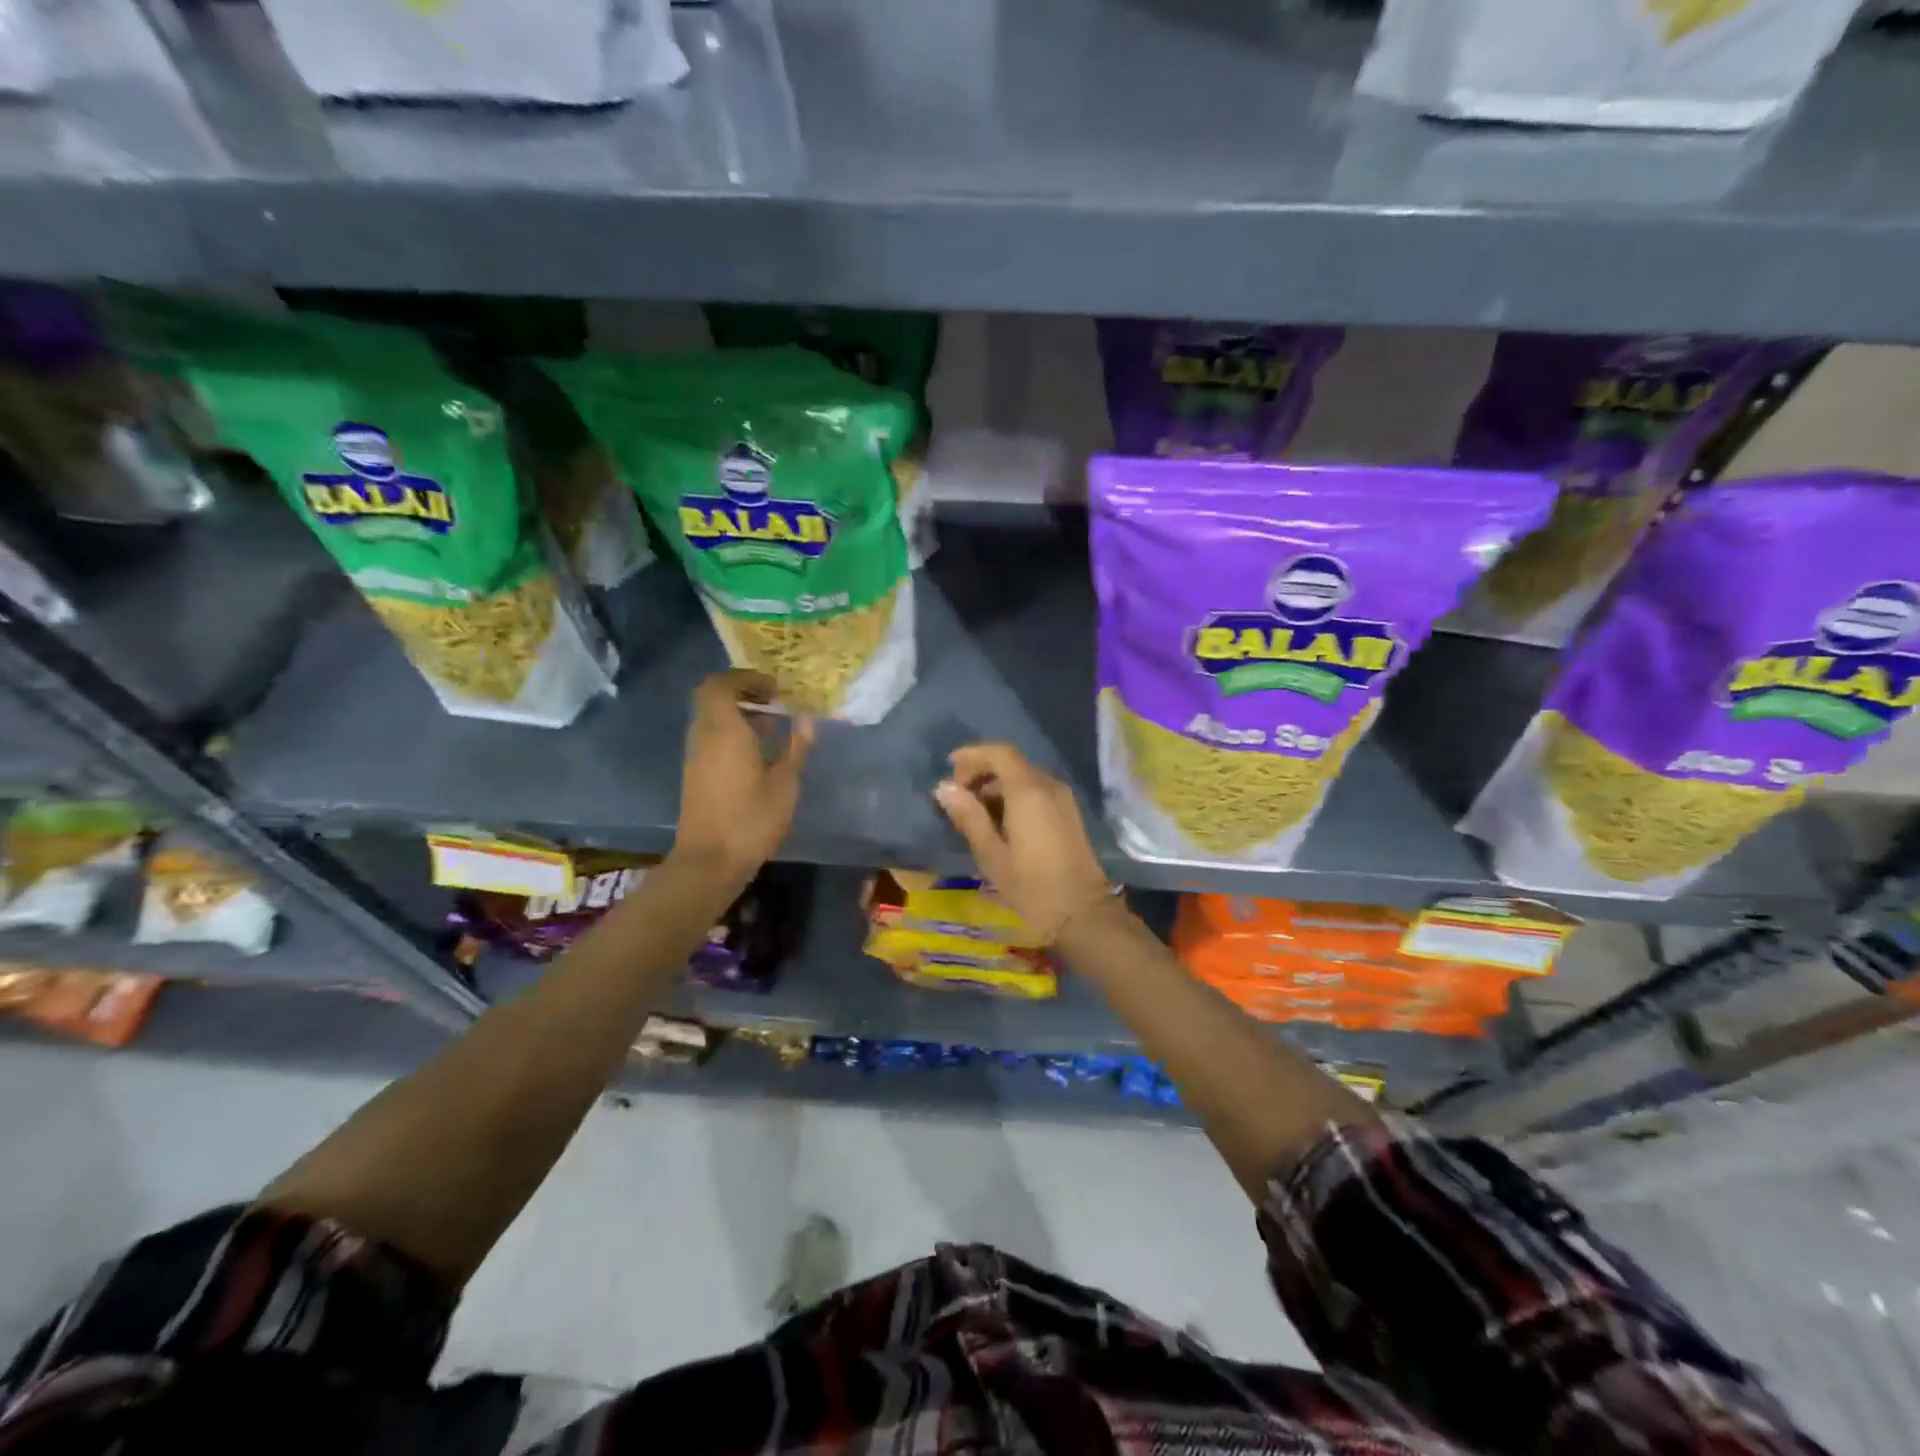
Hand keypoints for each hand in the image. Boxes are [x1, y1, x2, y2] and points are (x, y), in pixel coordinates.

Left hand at [674, 670, 813, 876]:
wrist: (710, 862)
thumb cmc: (751, 819)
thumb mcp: (785, 783)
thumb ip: (796, 746)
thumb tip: (807, 718)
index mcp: (723, 730)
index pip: (720, 684)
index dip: (746, 679)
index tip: (775, 688)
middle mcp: (703, 736)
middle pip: (714, 699)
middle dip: (744, 694)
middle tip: (776, 703)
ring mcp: (695, 756)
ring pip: (712, 719)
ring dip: (739, 715)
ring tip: (773, 728)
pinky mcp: (696, 774)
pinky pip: (711, 738)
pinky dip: (732, 734)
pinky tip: (758, 754)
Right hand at [934, 743, 1112, 943]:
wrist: (1083, 915)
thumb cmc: (1032, 887)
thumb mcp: (991, 854)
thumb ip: (968, 816)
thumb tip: (944, 788)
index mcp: (1028, 791)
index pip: (999, 753)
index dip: (972, 755)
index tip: (949, 769)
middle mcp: (1049, 786)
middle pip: (1011, 764)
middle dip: (982, 773)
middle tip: (958, 798)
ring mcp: (1063, 799)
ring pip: (1024, 778)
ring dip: (997, 787)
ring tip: (974, 815)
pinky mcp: (1069, 814)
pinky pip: (1036, 792)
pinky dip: (1014, 798)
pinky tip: (999, 825)